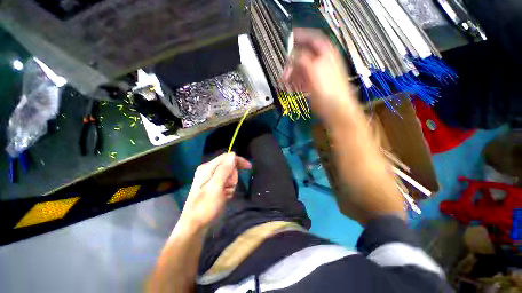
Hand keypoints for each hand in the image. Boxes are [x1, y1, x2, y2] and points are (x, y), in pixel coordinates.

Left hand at [179, 153, 251, 229]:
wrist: (195, 226)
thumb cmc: (205, 207)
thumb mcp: (215, 187)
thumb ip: (224, 170)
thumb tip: (233, 154)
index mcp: (207, 168)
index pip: (227, 157)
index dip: (238, 160)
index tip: (249, 167)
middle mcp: (209, 170)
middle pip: (229, 166)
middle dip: (233, 177)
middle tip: (227, 188)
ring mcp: (212, 178)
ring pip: (230, 175)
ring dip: (231, 185)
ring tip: (225, 194)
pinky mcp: (214, 185)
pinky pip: (228, 183)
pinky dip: (229, 189)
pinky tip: (224, 196)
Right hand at [282, 28, 358, 123]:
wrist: (335, 108)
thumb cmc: (328, 88)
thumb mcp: (314, 69)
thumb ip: (302, 59)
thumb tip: (292, 56)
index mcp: (326, 53)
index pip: (312, 39)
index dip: (301, 37)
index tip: (289, 38)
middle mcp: (322, 61)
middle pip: (304, 56)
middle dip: (292, 62)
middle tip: (284, 70)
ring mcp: (318, 74)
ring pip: (302, 69)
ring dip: (292, 73)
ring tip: (284, 80)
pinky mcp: (314, 85)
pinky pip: (302, 80)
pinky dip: (295, 82)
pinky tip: (290, 86)